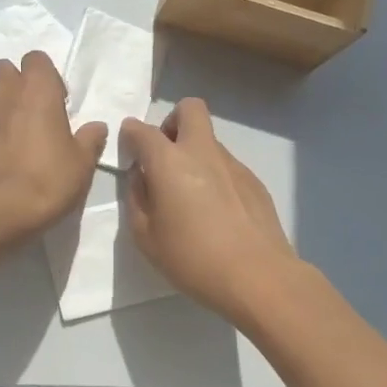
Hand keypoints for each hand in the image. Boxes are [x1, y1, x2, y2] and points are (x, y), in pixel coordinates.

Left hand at [0, 51, 105, 245]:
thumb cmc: (47, 182)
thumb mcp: (82, 165)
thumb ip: (89, 140)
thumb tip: (96, 127)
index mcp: (37, 91)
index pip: (37, 59)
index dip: (46, 77)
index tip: (56, 103)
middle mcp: (2, 94)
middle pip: (4, 70)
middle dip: (15, 85)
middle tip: (29, 115)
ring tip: (6, 141)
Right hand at [118, 99, 301, 323]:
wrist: (258, 277)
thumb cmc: (192, 258)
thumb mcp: (145, 236)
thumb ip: (137, 199)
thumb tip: (142, 177)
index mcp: (169, 161)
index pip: (141, 130)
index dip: (130, 135)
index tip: (129, 152)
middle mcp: (202, 152)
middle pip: (189, 109)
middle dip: (172, 122)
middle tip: (165, 157)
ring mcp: (233, 164)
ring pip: (209, 141)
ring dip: (195, 155)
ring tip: (192, 199)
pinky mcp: (254, 182)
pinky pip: (227, 167)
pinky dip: (215, 177)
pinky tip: (217, 215)